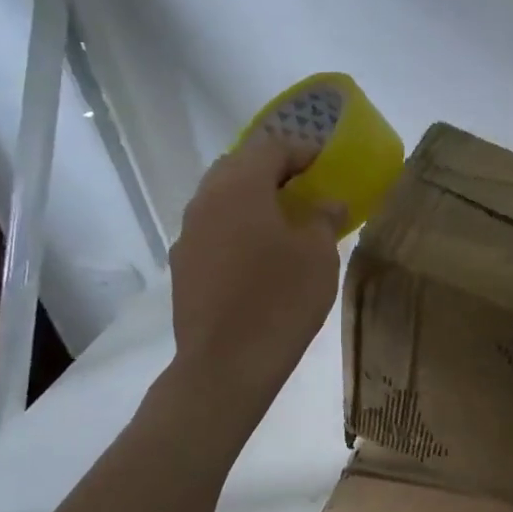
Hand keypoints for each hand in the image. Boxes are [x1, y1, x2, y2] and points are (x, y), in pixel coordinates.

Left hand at [165, 136, 342, 429]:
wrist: (226, 363)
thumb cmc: (280, 300)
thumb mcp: (318, 256)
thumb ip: (324, 219)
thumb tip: (328, 203)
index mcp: (240, 187)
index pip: (271, 147)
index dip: (302, 151)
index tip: (327, 164)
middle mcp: (206, 200)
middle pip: (239, 167)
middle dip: (273, 172)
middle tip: (306, 190)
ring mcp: (188, 233)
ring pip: (222, 199)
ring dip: (253, 200)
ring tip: (285, 223)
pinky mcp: (184, 264)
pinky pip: (214, 230)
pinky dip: (238, 228)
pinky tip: (259, 256)